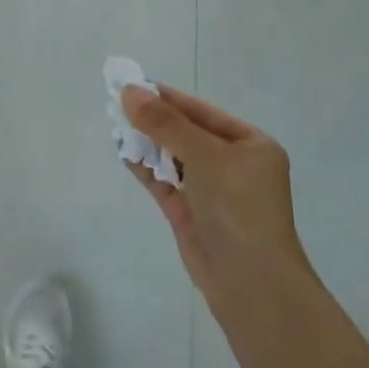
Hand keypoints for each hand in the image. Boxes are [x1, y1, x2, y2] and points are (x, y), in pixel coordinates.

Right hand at [122, 85, 309, 301]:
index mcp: (251, 145)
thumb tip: (129, 92)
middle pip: (188, 134)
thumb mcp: (204, 154)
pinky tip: (124, 153)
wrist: (250, 282)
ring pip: (174, 158)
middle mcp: (234, 166)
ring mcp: (212, 192)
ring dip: (148, 143)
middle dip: (155, 120)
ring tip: (116, 125)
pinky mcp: (192, 215)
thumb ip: (165, 123)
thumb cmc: (238, 206)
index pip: (204, 113)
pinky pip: (166, 183)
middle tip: (118, 103)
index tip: (135, 85)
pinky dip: (147, 169)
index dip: (169, 99)